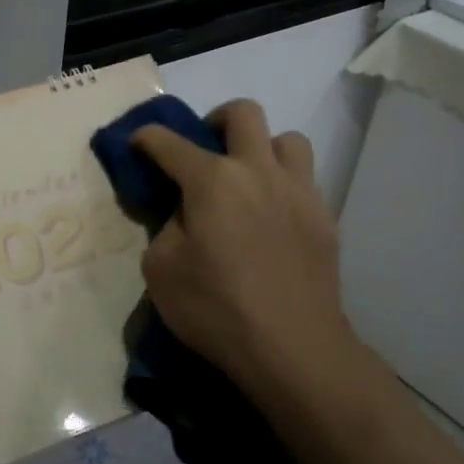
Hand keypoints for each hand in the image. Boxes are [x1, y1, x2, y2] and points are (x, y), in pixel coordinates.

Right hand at [132, 100, 360, 404]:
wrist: (294, 350)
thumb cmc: (216, 309)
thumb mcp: (161, 270)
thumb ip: (165, 227)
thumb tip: (183, 212)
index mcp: (212, 180)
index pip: (168, 142)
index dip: (146, 138)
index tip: (138, 144)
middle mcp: (257, 171)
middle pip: (243, 113)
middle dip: (216, 120)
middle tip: (205, 152)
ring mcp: (298, 191)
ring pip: (288, 139)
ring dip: (262, 149)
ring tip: (249, 180)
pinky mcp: (325, 218)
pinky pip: (305, 181)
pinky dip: (284, 186)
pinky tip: (272, 218)